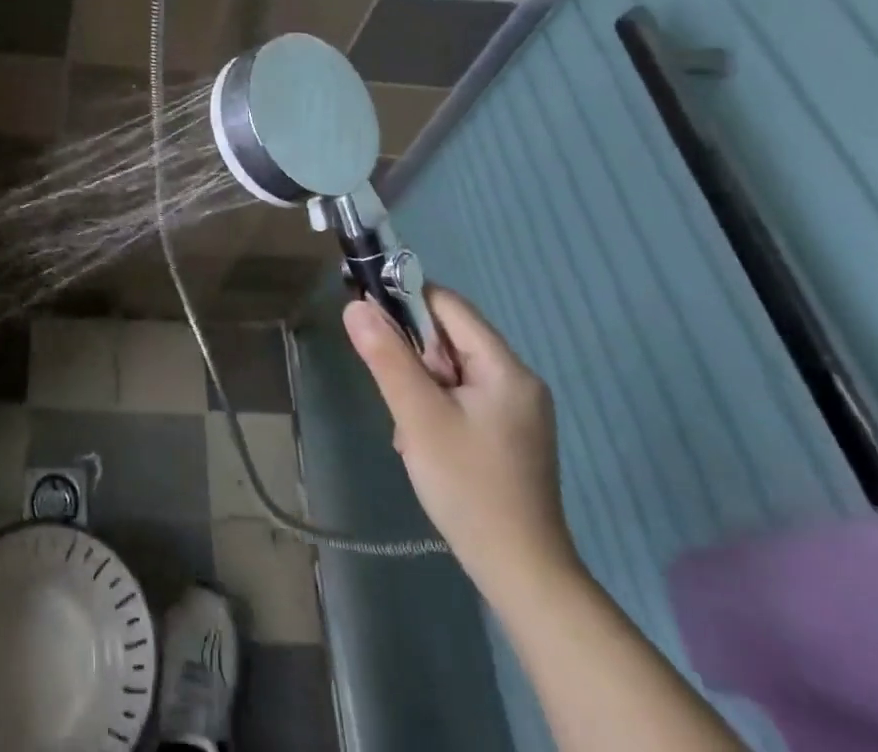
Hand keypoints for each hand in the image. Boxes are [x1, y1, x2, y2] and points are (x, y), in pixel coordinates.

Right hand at [344, 286, 576, 607]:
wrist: (522, 576)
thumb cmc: (469, 488)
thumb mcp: (418, 417)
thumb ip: (387, 357)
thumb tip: (355, 305)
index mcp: (505, 368)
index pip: (447, 305)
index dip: (404, 301)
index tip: (368, 320)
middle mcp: (516, 380)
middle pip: (448, 339)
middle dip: (411, 358)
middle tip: (395, 396)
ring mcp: (514, 410)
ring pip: (449, 371)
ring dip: (419, 388)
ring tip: (410, 431)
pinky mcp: (507, 435)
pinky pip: (459, 398)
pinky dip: (434, 409)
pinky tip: (425, 445)